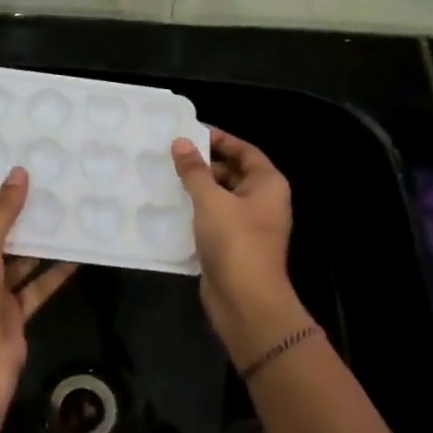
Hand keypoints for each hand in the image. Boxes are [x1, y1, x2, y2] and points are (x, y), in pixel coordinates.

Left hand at [0, 166, 76, 414]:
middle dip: (14, 218)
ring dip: (37, 243)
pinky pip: (36, 287)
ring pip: (18, 263)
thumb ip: (1, 214)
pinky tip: (75, 251)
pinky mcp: (14, 315)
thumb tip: (19, 172)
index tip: (0, 170)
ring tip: (61, 209)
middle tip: (39, 182)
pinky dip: (54, 272)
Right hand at [172, 127, 307, 364]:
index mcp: (267, 184)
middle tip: (170, 156)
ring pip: (220, 197)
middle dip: (204, 164)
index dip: (219, 139)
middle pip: (232, 172)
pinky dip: (196, 212)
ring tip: (165, 178)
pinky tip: (170, 207)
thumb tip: (180, 142)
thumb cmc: (235, 241)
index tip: (189, 132)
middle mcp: (262, 201)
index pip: (244, 150)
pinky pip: (213, 219)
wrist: (245, 300)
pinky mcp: (232, 245)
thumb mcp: (211, 200)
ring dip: (197, 189)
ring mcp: (248, 225)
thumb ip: (194, 170)